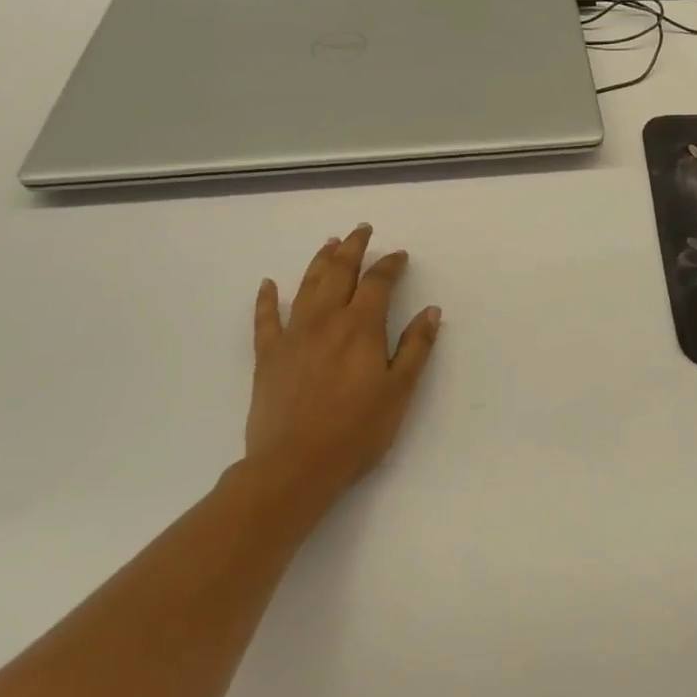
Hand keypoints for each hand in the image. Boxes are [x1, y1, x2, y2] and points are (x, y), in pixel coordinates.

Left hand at [241, 224, 442, 517]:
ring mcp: (292, 335)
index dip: (390, 264)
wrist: (295, 465)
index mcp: (361, 327)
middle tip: (361, 230)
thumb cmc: (357, 431)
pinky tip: (268, 284)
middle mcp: (325, 320)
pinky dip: (266, 299)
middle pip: (339, 272)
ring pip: (306, 286)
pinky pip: (265, 319)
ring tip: (329, 244)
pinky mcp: (267, 356)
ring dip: (319, 261)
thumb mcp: (399, 391)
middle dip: (352, 248)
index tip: (399, 255)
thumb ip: (416, 347)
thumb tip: (432, 311)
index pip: (378, 282)